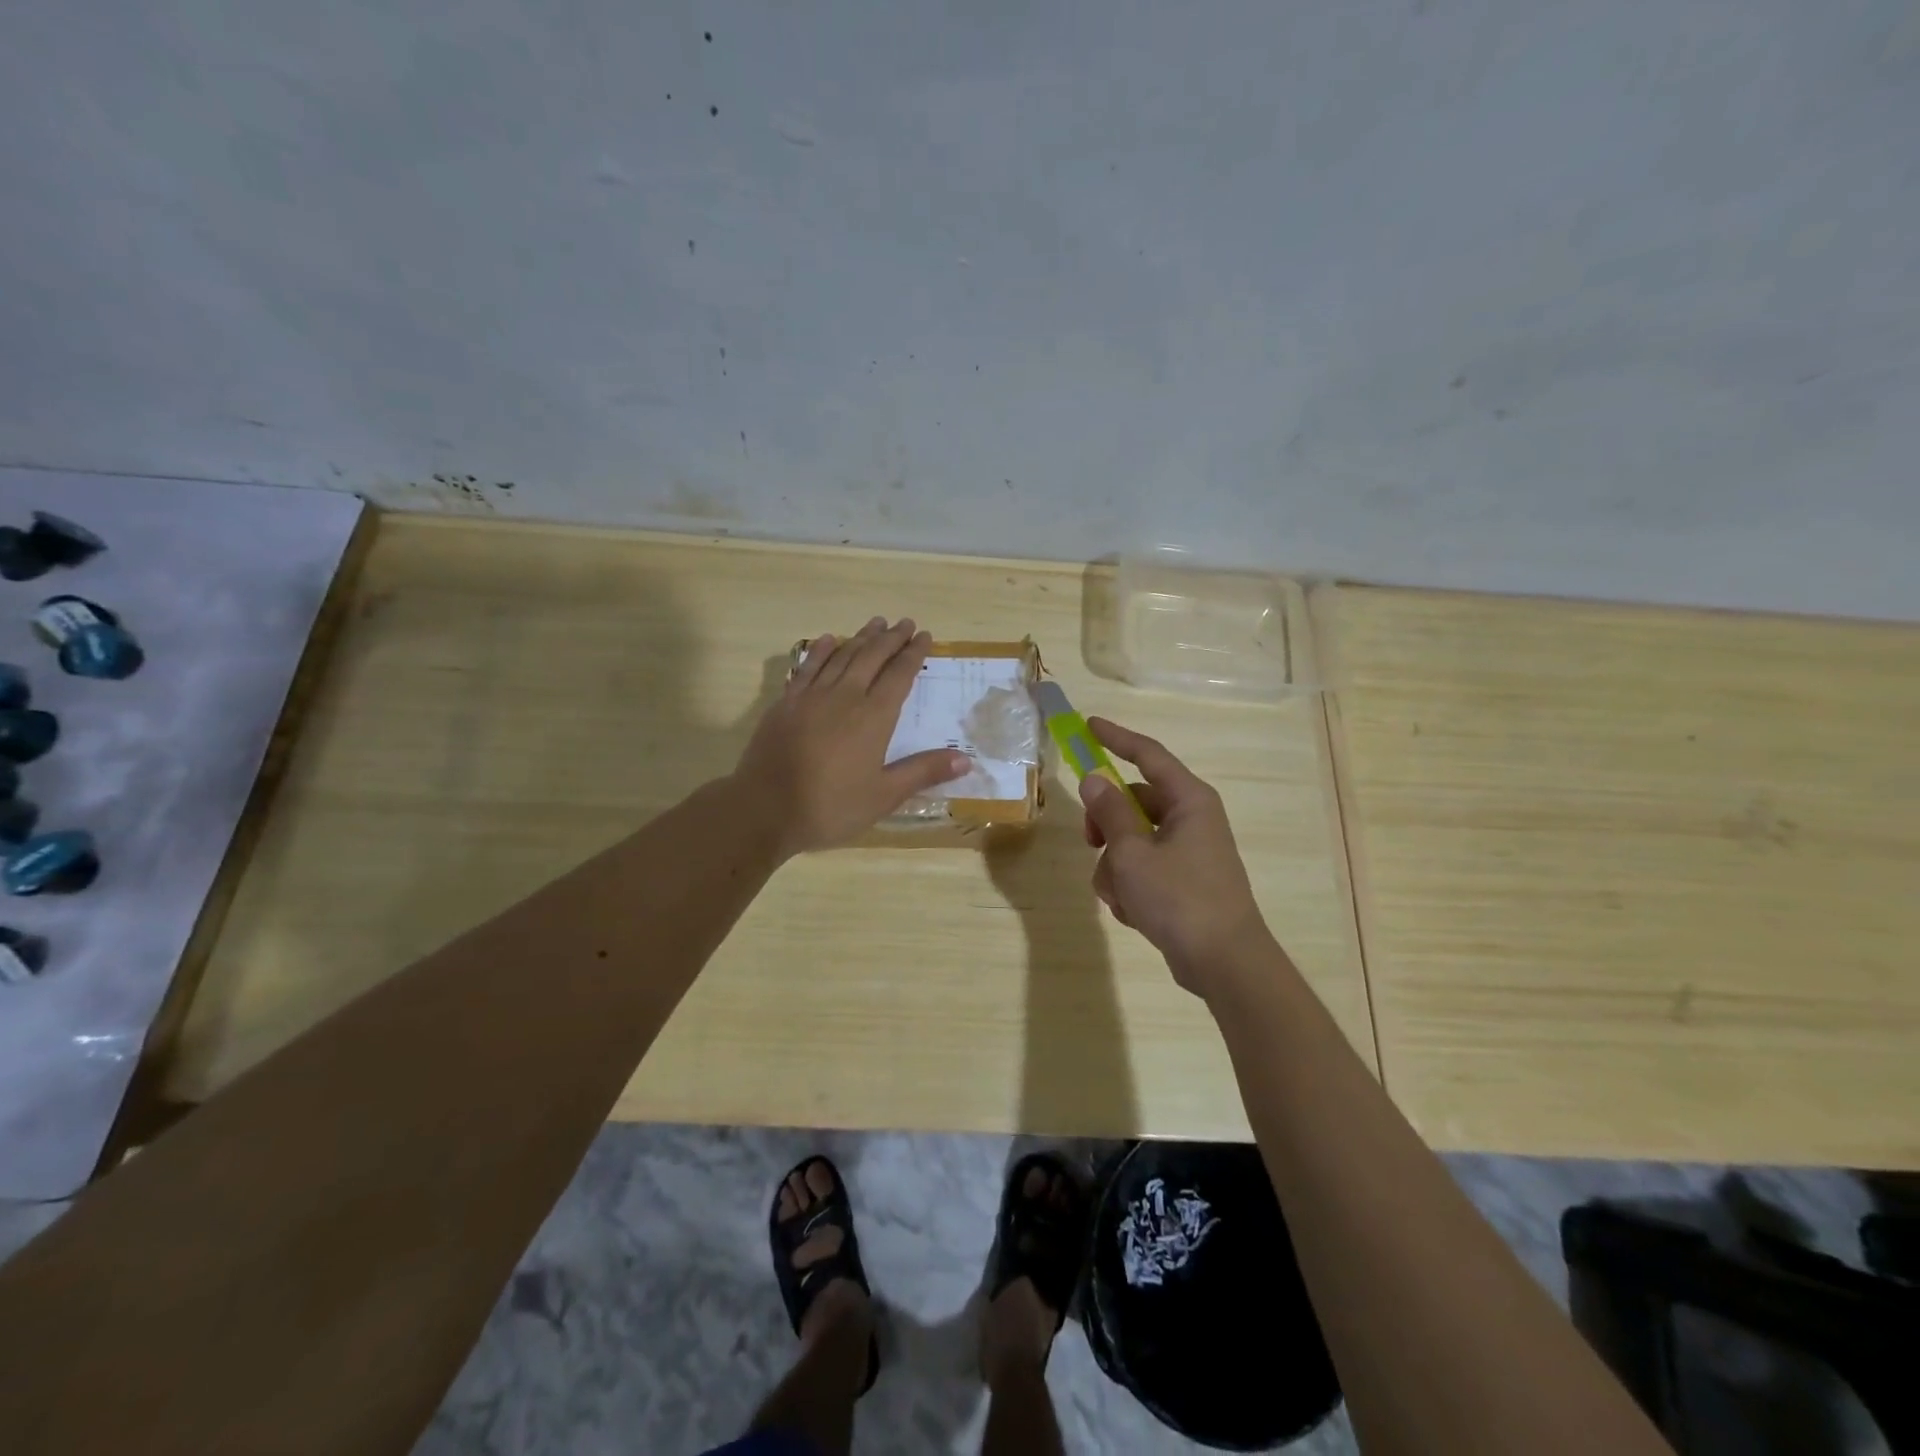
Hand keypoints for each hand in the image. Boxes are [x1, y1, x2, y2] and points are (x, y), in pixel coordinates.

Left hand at [735, 617, 968, 856]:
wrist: (764, 809)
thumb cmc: (830, 807)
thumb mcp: (883, 796)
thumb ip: (923, 772)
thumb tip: (966, 758)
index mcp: (873, 718)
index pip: (899, 676)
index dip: (913, 654)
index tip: (924, 636)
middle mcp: (845, 697)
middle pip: (872, 658)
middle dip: (891, 639)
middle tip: (905, 623)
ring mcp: (811, 697)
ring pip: (842, 656)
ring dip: (861, 638)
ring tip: (876, 623)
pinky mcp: (786, 703)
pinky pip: (808, 667)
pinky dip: (822, 651)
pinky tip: (830, 640)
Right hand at [1078, 717, 1272, 998]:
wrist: (1224, 962)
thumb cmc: (1179, 898)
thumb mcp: (1132, 852)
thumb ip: (1109, 812)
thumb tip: (1094, 780)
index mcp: (1188, 800)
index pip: (1148, 755)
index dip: (1116, 738)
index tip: (1088, 726)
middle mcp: (1191, 819)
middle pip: (1134, 802)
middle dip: (1106, 824)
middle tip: (1089, 841)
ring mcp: (1188, 852)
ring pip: (1132, 841)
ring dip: (1115, 866)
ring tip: (1120, 895)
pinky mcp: (1183, 882)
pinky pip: (1143, 869)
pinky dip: (1130, 887)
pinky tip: (1132, 913)